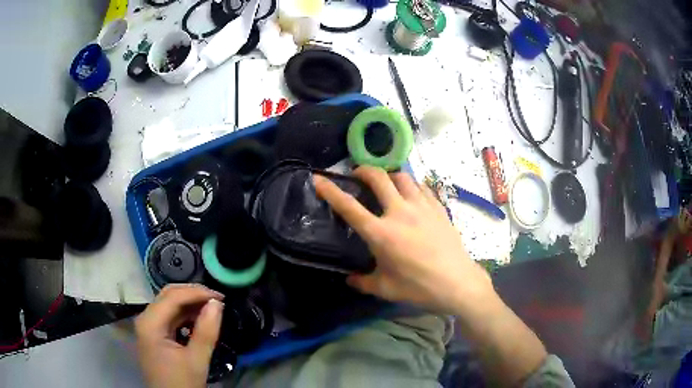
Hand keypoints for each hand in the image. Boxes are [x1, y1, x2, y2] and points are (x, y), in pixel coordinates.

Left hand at [135, 284, 224, 387]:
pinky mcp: (154, 334)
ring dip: (190, 304)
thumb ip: (206, 331)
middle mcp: (145, 319)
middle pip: (168, 296)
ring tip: (212, 309)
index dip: (197, 293)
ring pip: (169, 304)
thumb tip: (217, 304)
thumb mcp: (197, 360)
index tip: (221, 297)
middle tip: (217, 301)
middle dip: (193, 294)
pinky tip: (199, 320)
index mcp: (150, 323)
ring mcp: (148, 326)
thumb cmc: (182, 383)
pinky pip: (170, 317)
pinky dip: (186, 315)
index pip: (173, 297)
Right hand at [313, 166, 494, 314]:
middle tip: (357, 175)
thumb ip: (362, 282)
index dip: (330, 191)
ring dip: (389, 175)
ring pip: (403, 177)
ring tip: (385, 183)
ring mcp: (422, 207)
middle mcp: (400, 213)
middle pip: (379, 177)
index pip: (349, 207)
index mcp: (381, 234)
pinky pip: (422, 187)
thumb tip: (349, 279)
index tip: (318, 179)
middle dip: (363, 170)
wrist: (457, 282)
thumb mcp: (385, 289)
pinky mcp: (438, 208)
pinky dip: (411, 185)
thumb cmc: (418, 287)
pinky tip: (411, 194)